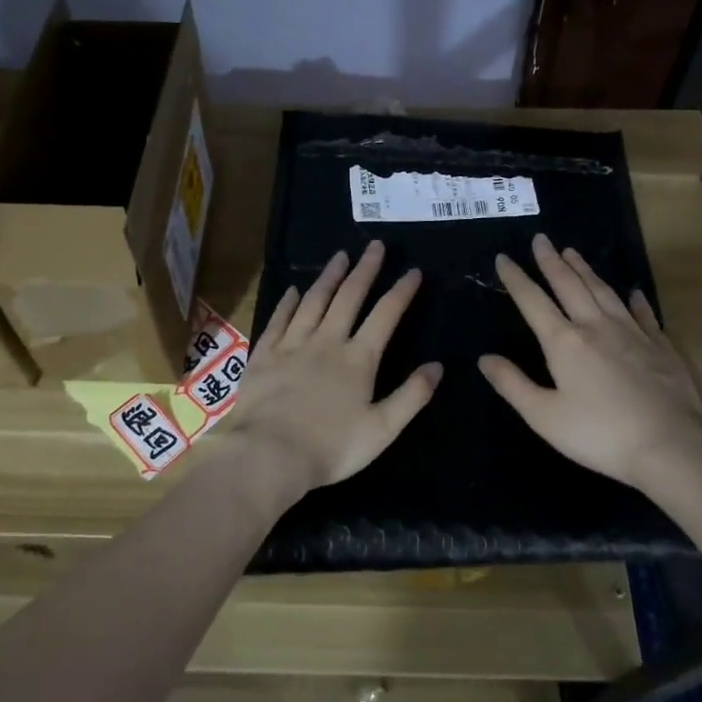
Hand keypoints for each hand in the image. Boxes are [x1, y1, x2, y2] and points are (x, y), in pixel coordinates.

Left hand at [225, 241, 441, 495]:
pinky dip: (289, 302)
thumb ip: (412, 396)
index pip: (386, 315)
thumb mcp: (382, 429)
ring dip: (329, 277)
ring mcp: (292, 345)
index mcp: (359, 359)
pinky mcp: (264, 354)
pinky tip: (294, 291)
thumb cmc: (330, 448)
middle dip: (365, 270)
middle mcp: (327, 341)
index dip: (401, 291)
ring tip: (340, 256)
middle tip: (374, 246)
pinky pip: (279, 319)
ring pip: (314, 301)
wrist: (268, 455)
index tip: (413, 271)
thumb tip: (437, 366)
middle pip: (349, 297)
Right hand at [479, 234, 701, 494]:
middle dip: (551, 261)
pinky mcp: (660, 346)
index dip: (516, 278)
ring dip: (586, 270)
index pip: (533, 301)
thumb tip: (484, 358)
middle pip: (570, 285)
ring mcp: (632, 333)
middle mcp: (596, 327)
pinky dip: (635, 300)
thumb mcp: (544, 416)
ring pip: (604, 291)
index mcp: (564, 342)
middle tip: (541, 239)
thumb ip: (512, 384)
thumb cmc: (599, 434)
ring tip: (573, 252)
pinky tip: (633, 291)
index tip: (503, 258)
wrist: (670, 444)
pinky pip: (643, 313)